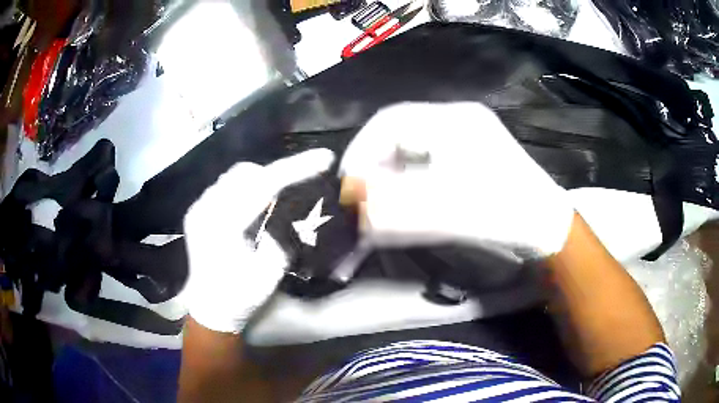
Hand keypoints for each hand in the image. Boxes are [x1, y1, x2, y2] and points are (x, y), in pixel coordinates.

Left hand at [183, 149, 334, 332]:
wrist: (210, 309)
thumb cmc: (241, 297)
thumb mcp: (271, 270)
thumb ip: (286, 234)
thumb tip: (299, 207)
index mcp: (223, 225)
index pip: (263, 185)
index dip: (296, 168)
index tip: (324, 158)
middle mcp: (205, 209)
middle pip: (246, 173)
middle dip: (277, 173)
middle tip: (301, 181)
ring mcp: (198, 208)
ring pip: (234, 176)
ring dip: (260, 179)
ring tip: (279, 194)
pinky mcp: (197, 211)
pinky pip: (224, 186)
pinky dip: (245, 188)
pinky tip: (256, 204)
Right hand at [340, 102, 573, 258]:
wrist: (547, 227)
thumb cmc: (507, 215)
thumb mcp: (451, 213)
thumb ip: (398, 211)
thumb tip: (355, 207)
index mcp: (455, 121)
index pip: (391, 120)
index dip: (362, 149)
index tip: (349, 183)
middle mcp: (457, 118)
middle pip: (398, 130)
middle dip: (374, 161)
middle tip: (361, 194)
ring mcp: (464, 134)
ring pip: (410, 144)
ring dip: (390, 170)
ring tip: (379, 198)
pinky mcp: (467, 151)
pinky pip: (425, 156)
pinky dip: (407, 175)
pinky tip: (404, 195)